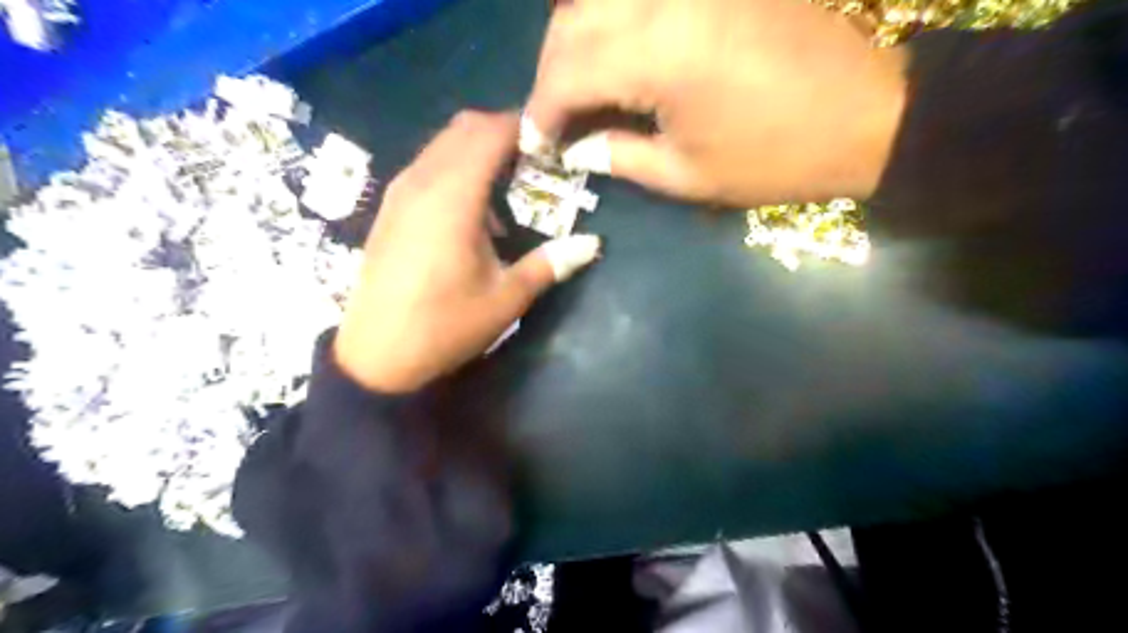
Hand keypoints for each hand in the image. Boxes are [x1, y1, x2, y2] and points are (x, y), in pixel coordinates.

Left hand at [331, 112, 598, 393]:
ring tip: (511, 186)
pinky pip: (429, 166)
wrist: (375, 356)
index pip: (491, 133)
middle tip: (538, 160)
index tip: (554, 142)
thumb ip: (549, 264)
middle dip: (505, 132)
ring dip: (480, 151)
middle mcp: (422, 182)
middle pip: (465, 128)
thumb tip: (592, 243)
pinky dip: (457, 169)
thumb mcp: (505, 299)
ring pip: (444, 144)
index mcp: (452, 198)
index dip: (525, 127)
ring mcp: (400, 192)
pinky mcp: (390, 208)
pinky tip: (475, 213)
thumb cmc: (444, 327)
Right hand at [528, 0, 903, 203]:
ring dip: (574, 38)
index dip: (541, 109)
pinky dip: (611, 17)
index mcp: (659, 54)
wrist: (865, 115)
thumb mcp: (687, 175)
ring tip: (578, 84)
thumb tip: (577, 147)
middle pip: (572, 21)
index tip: (536, 141)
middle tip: (553, 116)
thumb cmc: (774, 159)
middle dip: (550, 72)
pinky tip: (613, 47)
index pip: (567, 71)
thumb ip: (619, 156)